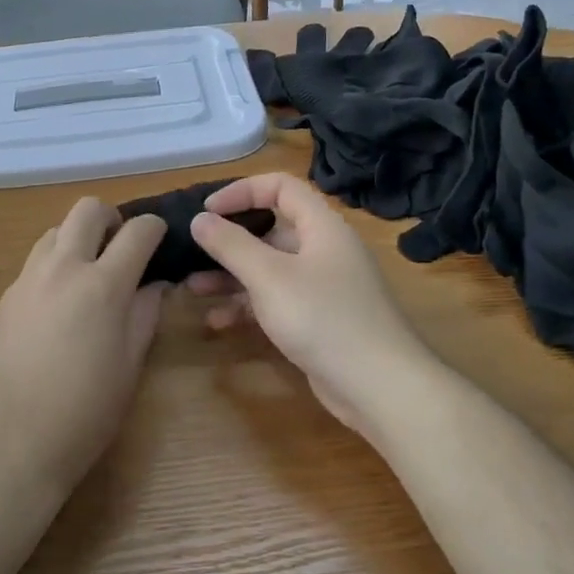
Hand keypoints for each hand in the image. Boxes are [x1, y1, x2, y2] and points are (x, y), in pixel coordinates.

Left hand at [0, 197, 168, 493]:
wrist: (10, 443)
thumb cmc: (84, 412)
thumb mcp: (129, 366)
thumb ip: (145, 315)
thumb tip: (155, 284)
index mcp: (103, 285)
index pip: (137, 231)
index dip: (155, 227)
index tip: (160, 238)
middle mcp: (63, 268)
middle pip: (87, 209)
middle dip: (111, 218)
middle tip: (121, 248)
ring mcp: (28, 279)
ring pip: (56, 230)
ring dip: (78, 239)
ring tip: (88, 275)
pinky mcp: (5, 297)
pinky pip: (35, 262)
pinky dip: (54, 265)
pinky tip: (59, 305)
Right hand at [188, 173, 441, 435]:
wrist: (381, 387)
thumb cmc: (323, 318)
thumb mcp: (269, 277)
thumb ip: (231, 245)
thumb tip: (200, 219)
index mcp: (321, 226)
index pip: (280, 187)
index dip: (242, 191)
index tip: (207, 211)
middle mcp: (324, 250)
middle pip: (271, 230)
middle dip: (229, 241)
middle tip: (193, 252)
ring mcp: (323, 287)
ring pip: (270, 269)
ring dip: (232, 276)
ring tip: (193, 288)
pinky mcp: (318, 320)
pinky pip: (276, 301)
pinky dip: (248, 306)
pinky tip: (218, 321)